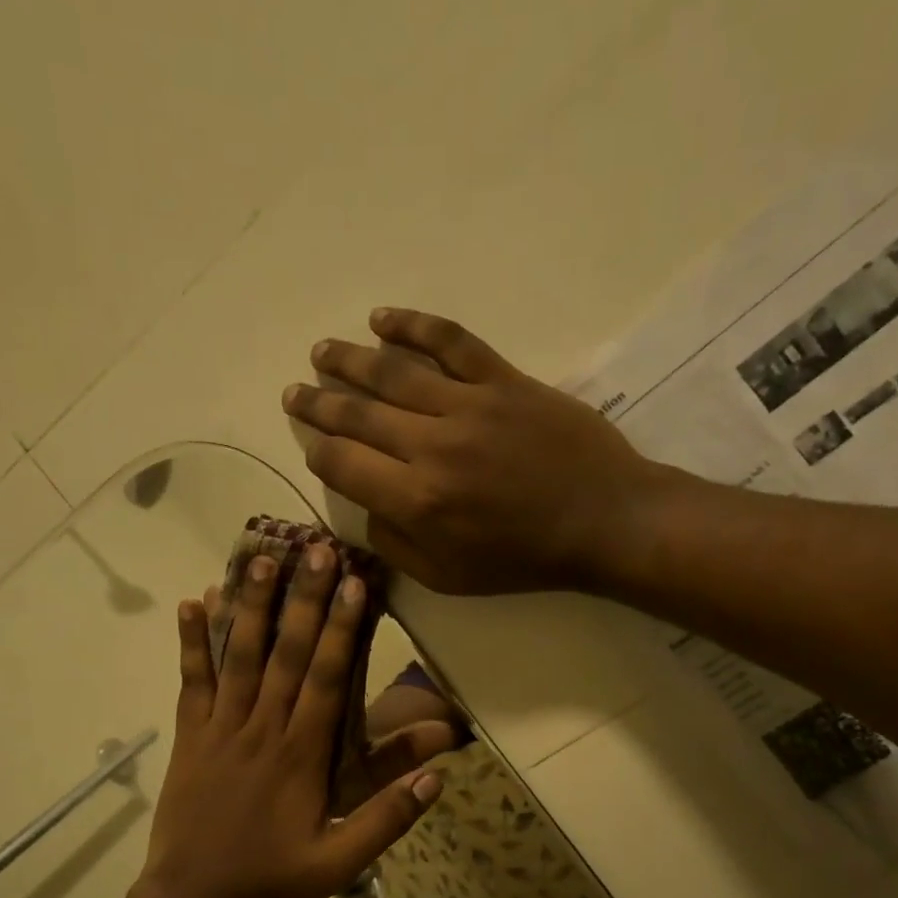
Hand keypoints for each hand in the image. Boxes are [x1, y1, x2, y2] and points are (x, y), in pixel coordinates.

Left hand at [140, 545, 441, 897]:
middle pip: (286, 655)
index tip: (353, 585)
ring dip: (252, 607)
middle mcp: (262, 729)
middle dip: (304, 600)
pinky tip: (192, 602)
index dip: (341, 630)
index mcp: (302, 755)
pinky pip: (191, 680)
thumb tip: (437, 774)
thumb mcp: (339, 862)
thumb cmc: (271, 880)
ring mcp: (220, 728)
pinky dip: (191, 641)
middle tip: (316, 549)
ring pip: (239, 657)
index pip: (327, 680)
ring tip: (261, 559)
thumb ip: (387, 818)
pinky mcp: (189, 735)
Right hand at [284, 309, 663, 594]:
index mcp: (417, 502)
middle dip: (318, 404)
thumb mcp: (448, 577)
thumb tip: (366, 509)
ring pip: (393, 373)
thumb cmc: (524, 558)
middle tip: (294, 393)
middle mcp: (432, 447)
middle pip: (358, 415)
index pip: (344, 465)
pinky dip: (413, 326)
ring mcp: (469, 407)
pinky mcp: (503, 380)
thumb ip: (395, 545)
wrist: (603, 520)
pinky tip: (383, 320)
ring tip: (321, 352)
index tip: (312, 445)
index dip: (318, 452)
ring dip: (349, 360)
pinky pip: (451, 344)